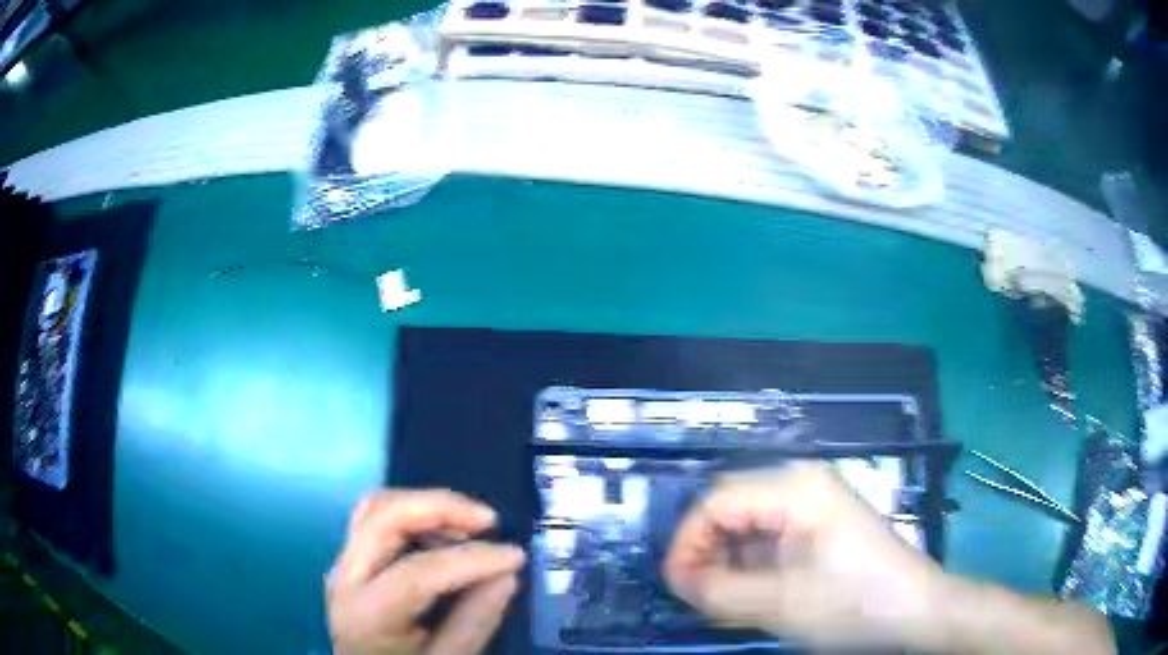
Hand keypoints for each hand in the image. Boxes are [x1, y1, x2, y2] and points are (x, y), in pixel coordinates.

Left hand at [327, 489, 525, 654]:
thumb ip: (474, 622)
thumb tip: (506, 574)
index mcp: (366, 614)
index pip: (417, 572)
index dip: (472, 559)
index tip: (515, 555)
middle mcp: (344, 578)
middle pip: (383, 515)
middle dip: (440, 507)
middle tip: (489, 520)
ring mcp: (342, 564)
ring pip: (376, 507)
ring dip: (426, 506)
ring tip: (470, 527)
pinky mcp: (350, 560)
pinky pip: (376, 519)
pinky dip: (414, 515)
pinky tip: (445, 535)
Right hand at [663, 462, 941, 649]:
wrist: (916, 610)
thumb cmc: (856, 603)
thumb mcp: (782, 604)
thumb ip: (719, 592)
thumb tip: (677, 580)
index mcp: (797, 488)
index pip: (716, 502)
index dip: (686, 542)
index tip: (675, 584)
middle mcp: (802, 482)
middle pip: (729, 507)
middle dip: (705, 551)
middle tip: (698, 594)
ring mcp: (813, 501)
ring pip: (747, 522)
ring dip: (726, 559)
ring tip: (724, 598)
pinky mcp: (820, 522)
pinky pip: (769, 534)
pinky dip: (750, 562)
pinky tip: (752, 591)